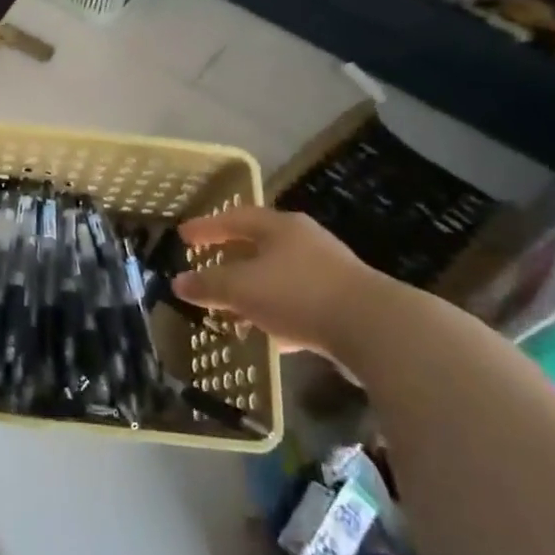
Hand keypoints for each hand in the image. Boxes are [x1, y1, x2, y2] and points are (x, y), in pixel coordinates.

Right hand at [173, 205, 382, 357]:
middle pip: (260, 245)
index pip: (235, 218)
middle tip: (208, 268)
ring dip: (255, 291)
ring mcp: (329, 271)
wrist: (376, 330)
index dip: (207, 227)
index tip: (183, 236)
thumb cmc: (299, 295)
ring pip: (280, 276)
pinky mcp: (345, 302)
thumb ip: (208, 285)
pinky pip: (300, 302)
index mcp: (280, 228)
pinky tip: (272, 336)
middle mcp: (306, 241)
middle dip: (232, 259)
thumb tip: (178, 282)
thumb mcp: (242, 289)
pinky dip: (279, 313)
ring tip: (234, 309)